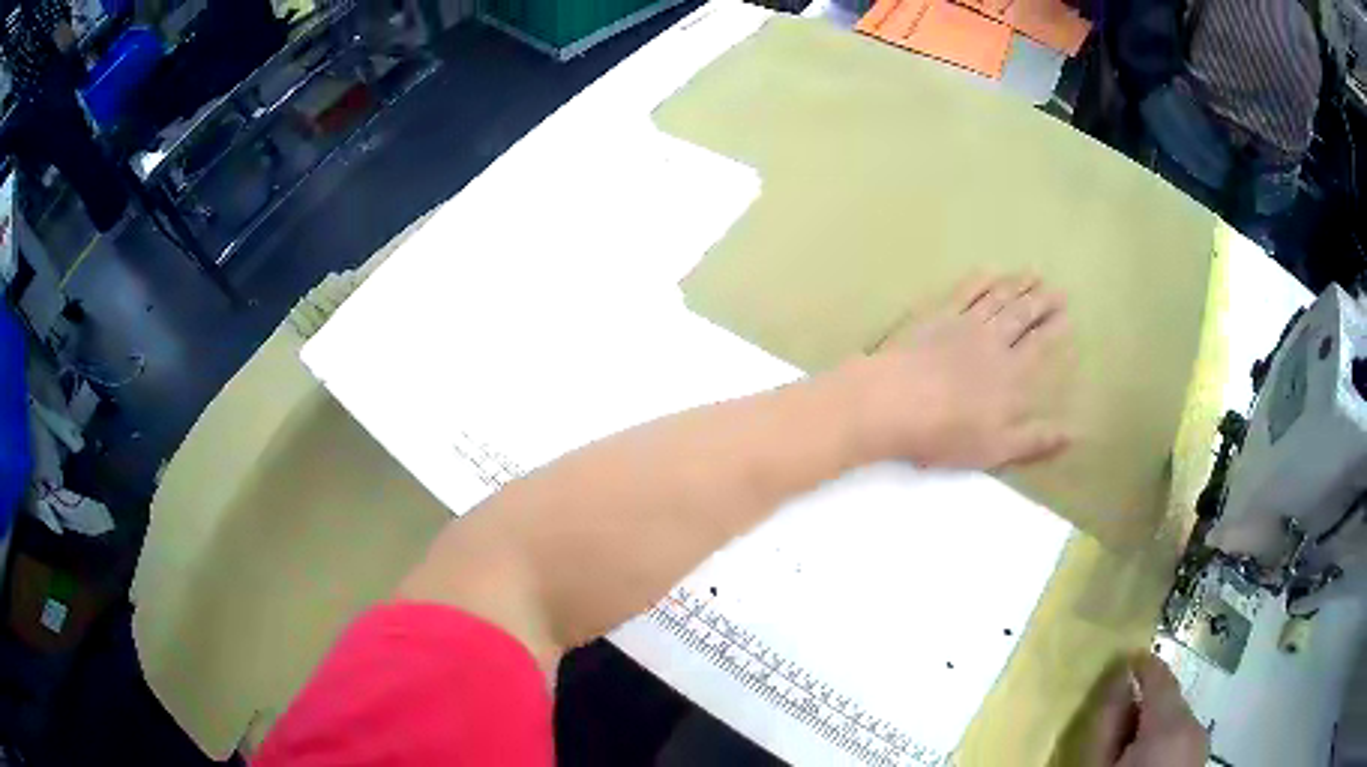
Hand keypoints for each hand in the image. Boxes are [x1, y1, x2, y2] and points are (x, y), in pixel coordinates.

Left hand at [850, 273, 1072, 468]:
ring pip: (997, 298)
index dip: (1055, 329)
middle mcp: (992, 342)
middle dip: (1042, 301)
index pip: (1039, 345)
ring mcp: (963, 324)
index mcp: (1010, 374)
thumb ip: (1037, 440)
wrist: (891, 402)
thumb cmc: (945, 433)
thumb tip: (1076, 434)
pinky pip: (963, 291)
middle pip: (1022, 315)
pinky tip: (989, 271)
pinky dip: (979, 280)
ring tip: (1033, 273)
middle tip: (1058, 289)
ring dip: (1017, 285)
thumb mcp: (997, 449)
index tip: (1067, 315)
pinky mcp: (934, 315)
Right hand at [1091, 655, 1207, 766]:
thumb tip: (1118, 678)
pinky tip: (1146, 763)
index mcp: (1170, 725)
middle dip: (1146, 704)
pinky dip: (1166, 741)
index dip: (1142, 664)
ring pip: (1178, 721)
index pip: (1160, 676)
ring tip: (1128, 749)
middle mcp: (1194, 726)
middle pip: (1170, 701)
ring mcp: (1201, 744)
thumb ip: (1107, 722)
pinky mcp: (1201, 761)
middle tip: (1116, 722)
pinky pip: (1183, 737)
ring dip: (1156, 724)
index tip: (1125, 660)